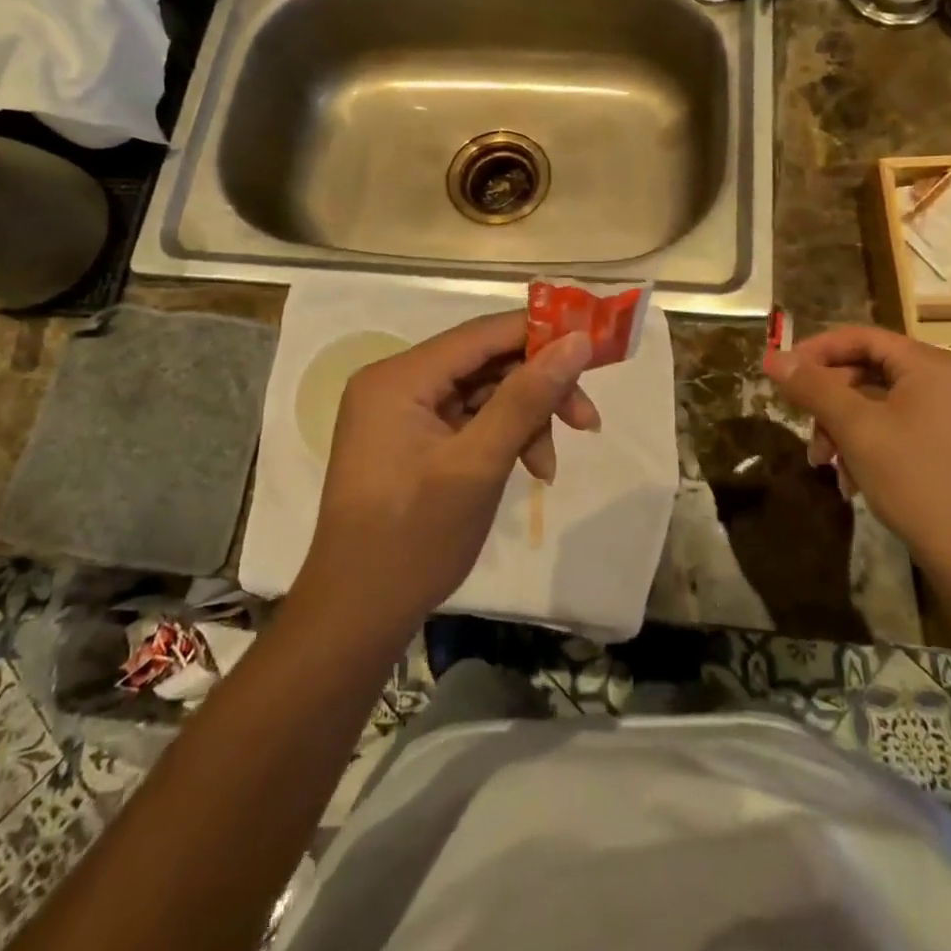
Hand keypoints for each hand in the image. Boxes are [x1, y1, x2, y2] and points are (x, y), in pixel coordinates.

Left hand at [299, 311, 598, 631]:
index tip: (593, 349)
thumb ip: (527, 398)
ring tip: (548, 468)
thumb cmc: (414, 540)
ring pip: (482, 392)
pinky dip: (502, 438)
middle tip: (586, 420)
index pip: (482, 334)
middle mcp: (395, 383)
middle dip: (538, 389)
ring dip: (524, 420)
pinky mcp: (410, 439)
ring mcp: (400, 412)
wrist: (357, 617)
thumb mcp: (478, 465)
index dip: (541, 334)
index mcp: (399, 378)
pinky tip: (529, 469)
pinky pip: (468, 419)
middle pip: (485, 362)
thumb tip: (577, 342)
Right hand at [762, 325, 950, 579]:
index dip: (816, 351)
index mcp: (932, 365)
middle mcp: (947, 380)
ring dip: (842, 426)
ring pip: (878, 401)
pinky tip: (849, 476)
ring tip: (822, 461)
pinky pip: (896, 424)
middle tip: (801, 423)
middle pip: (869, 369)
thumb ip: (813, 387)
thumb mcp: (855, 429)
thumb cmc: (914, 480)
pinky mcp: (950, 442)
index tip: (781, 372)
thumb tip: (772, 357)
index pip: (863, 337)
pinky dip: (866, 442)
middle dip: (829, 399)